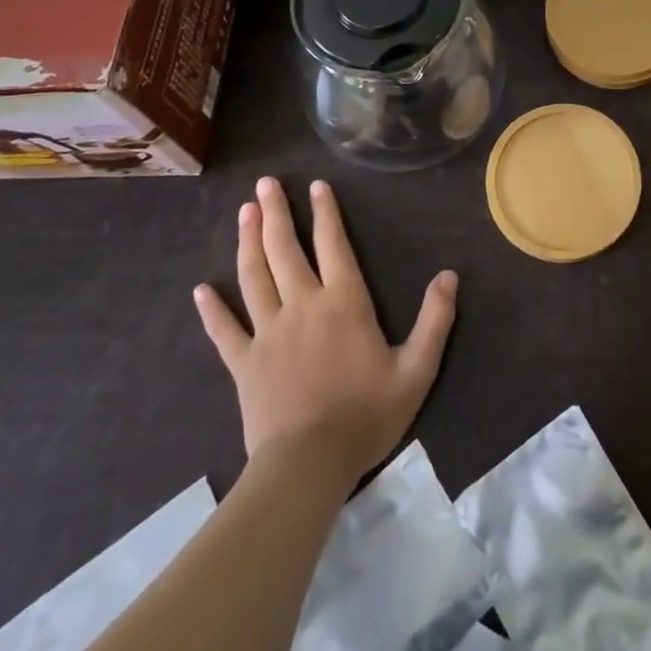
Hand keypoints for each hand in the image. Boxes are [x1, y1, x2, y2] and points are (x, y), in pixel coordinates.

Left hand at [194, 177, 456, 481]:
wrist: (308, 466)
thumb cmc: (366, 415)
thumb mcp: (416, 369)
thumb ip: (435, 320)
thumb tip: (449, 275)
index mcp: (344, 302)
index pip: (333, 245)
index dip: (325, 213)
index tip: (315, 186)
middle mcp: (303, 305)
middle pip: (285, 249)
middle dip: (275, 213)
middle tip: (264, 184)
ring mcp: (268, 332)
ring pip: (255, 277)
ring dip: (248, 241)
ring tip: (243, 212)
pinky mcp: (243, 363)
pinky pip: (224, 330)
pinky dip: (212, 309)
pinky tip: (201, 290)